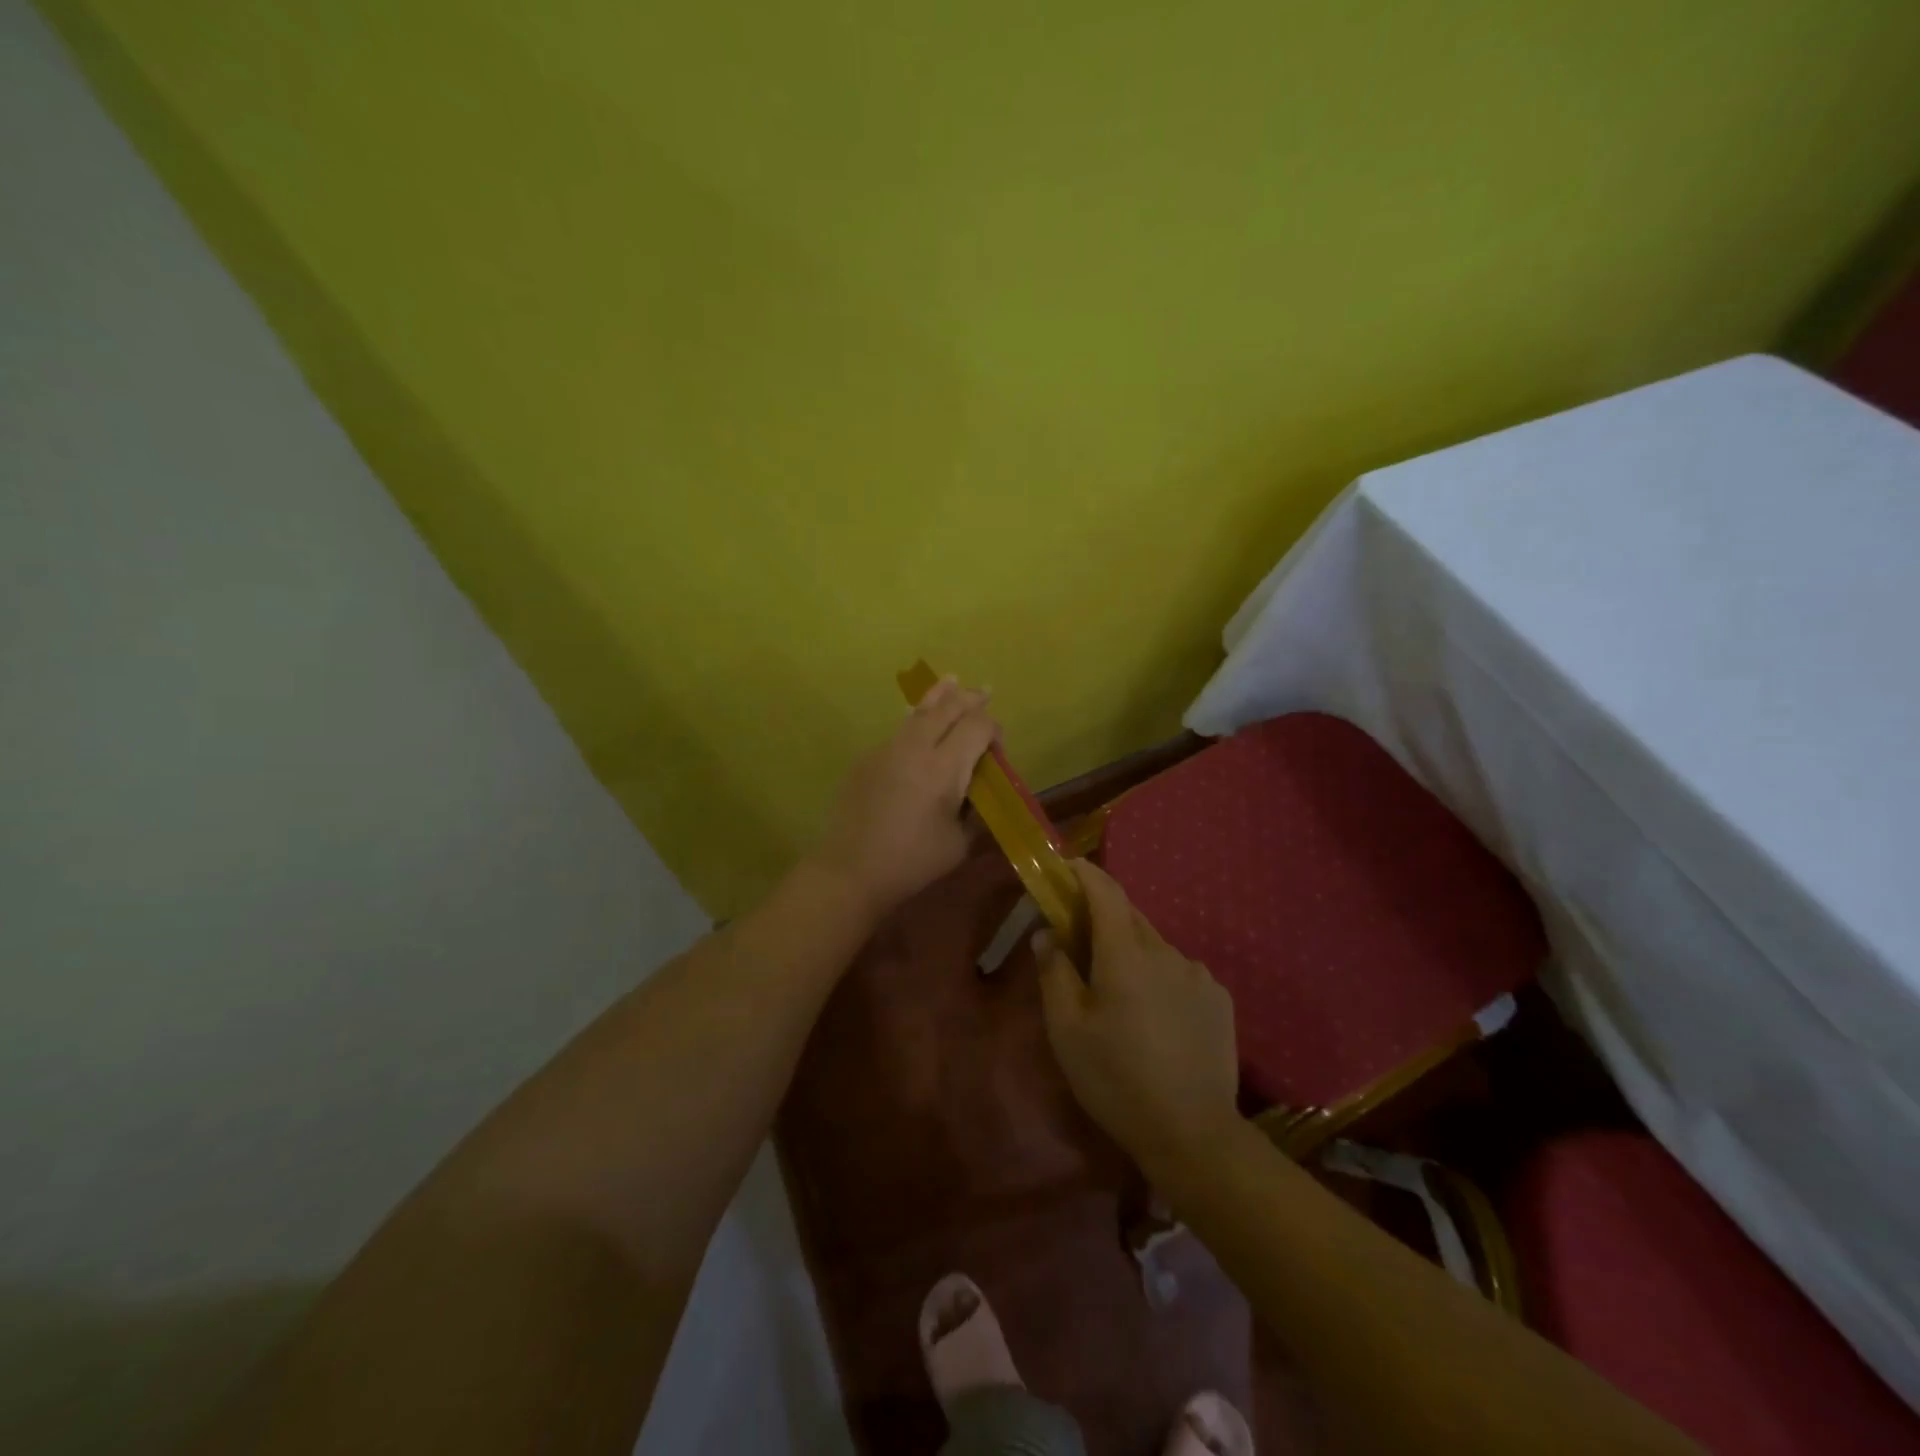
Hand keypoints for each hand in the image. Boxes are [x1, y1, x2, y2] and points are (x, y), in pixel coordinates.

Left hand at [809, 677, 997, 920]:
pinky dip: (915, 719)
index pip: (976, 727)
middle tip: (983, 690)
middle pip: (947, 709)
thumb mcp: (959, 843)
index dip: (992, 729)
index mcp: (944, 768)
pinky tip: (917, 718)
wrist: (849, 870)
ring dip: (939, 697)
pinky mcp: (867, 759)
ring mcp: (887, 749)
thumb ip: (975, 813)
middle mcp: (916, 748)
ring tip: (951, 680)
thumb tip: (980, 794)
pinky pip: (898, 729)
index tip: (997, 746)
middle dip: (968, 699)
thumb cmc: (911, 862)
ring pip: (918, 712)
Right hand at [1037, 860, 1240, 1171]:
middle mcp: (1166, 952)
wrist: (1193, 1135)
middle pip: (1130, 917)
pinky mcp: (1220, 999)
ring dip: (1133, 952)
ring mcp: (1198, 974)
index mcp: (1125, 954)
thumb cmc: (1116, 1080)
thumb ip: (1054, 973)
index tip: (1066, 867)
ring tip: (1120, 994)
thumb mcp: (1067, 1031)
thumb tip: (1047, 934)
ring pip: (1156, 946)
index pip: (1105, 891)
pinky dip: (1161, 977)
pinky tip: (1157, 1017)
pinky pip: (1180, 972)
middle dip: (1103, 917)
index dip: (1084, 873)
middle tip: (1080, 942)